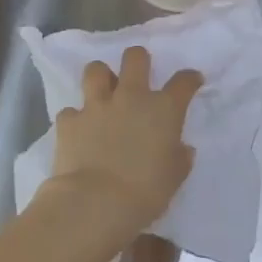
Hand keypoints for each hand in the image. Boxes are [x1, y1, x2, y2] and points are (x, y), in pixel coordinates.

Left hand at [48, 46, 201, 241]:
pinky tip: (78, 131)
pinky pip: (70, 111)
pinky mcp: (70, 121)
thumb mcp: (174, 178)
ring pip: (96, 70)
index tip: (191, 81)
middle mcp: (131, 97)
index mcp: (163, 109)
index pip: (183, 82)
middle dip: (138, 60)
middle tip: (138, 74)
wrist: (95, 204)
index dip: (189, 78)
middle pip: (135, 58)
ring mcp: (97, 106)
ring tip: (102, 92)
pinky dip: (75, 119)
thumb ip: (179, 158)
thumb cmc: (145, 192)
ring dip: (100, 78)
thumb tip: (182, 149)